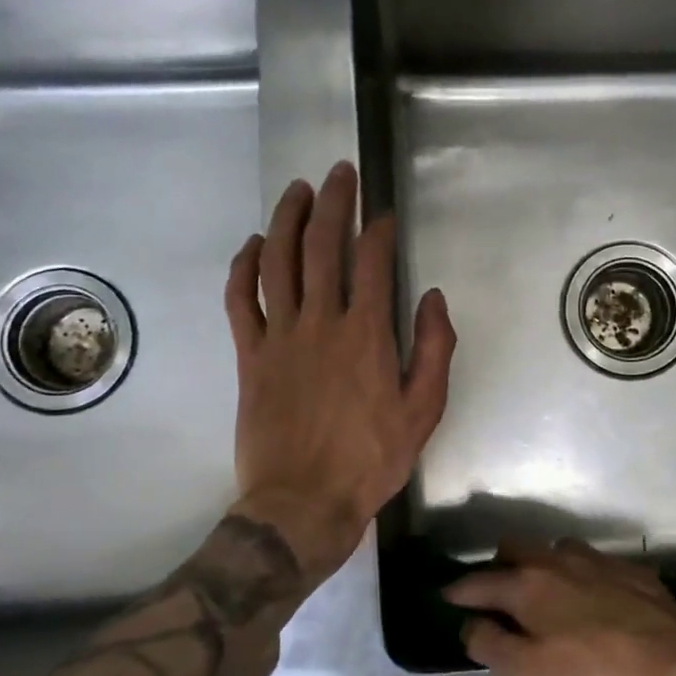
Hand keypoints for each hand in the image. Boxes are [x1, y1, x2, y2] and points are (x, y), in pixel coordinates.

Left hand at [225, 162, 456, 582]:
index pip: (371, 262)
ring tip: (298, 190)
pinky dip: (244, 267)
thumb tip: (432, 297)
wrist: (302, 503)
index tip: (382, 213)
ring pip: (278, 263)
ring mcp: (279, 337)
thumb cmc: (370, 460)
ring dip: (287, 220)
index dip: (377, 229)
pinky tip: (254, 245)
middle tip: (339, 172)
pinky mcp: (249, 356)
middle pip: (322, 247)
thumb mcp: (424, 412)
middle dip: (332, 203)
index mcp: (367, 335)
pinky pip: (240, 301)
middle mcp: (321, 323)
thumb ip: (434, 350)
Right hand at [444, 540, 675, 675]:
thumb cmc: (595, 675)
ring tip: (544, 590)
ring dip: (541, 564)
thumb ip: (491, 645)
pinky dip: (580, 574)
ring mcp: (597, 560)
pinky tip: (591, 595)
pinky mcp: (631, 570)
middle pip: (515, 548)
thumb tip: (469, 625)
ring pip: (556, 549)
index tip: (445, 596)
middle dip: (497, 566)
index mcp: (528, 585)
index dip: (458, 590)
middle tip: (494, 592)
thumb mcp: (531, 674)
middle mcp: (558, 561)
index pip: (479, 581)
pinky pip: (594, 562)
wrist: (675, 663)